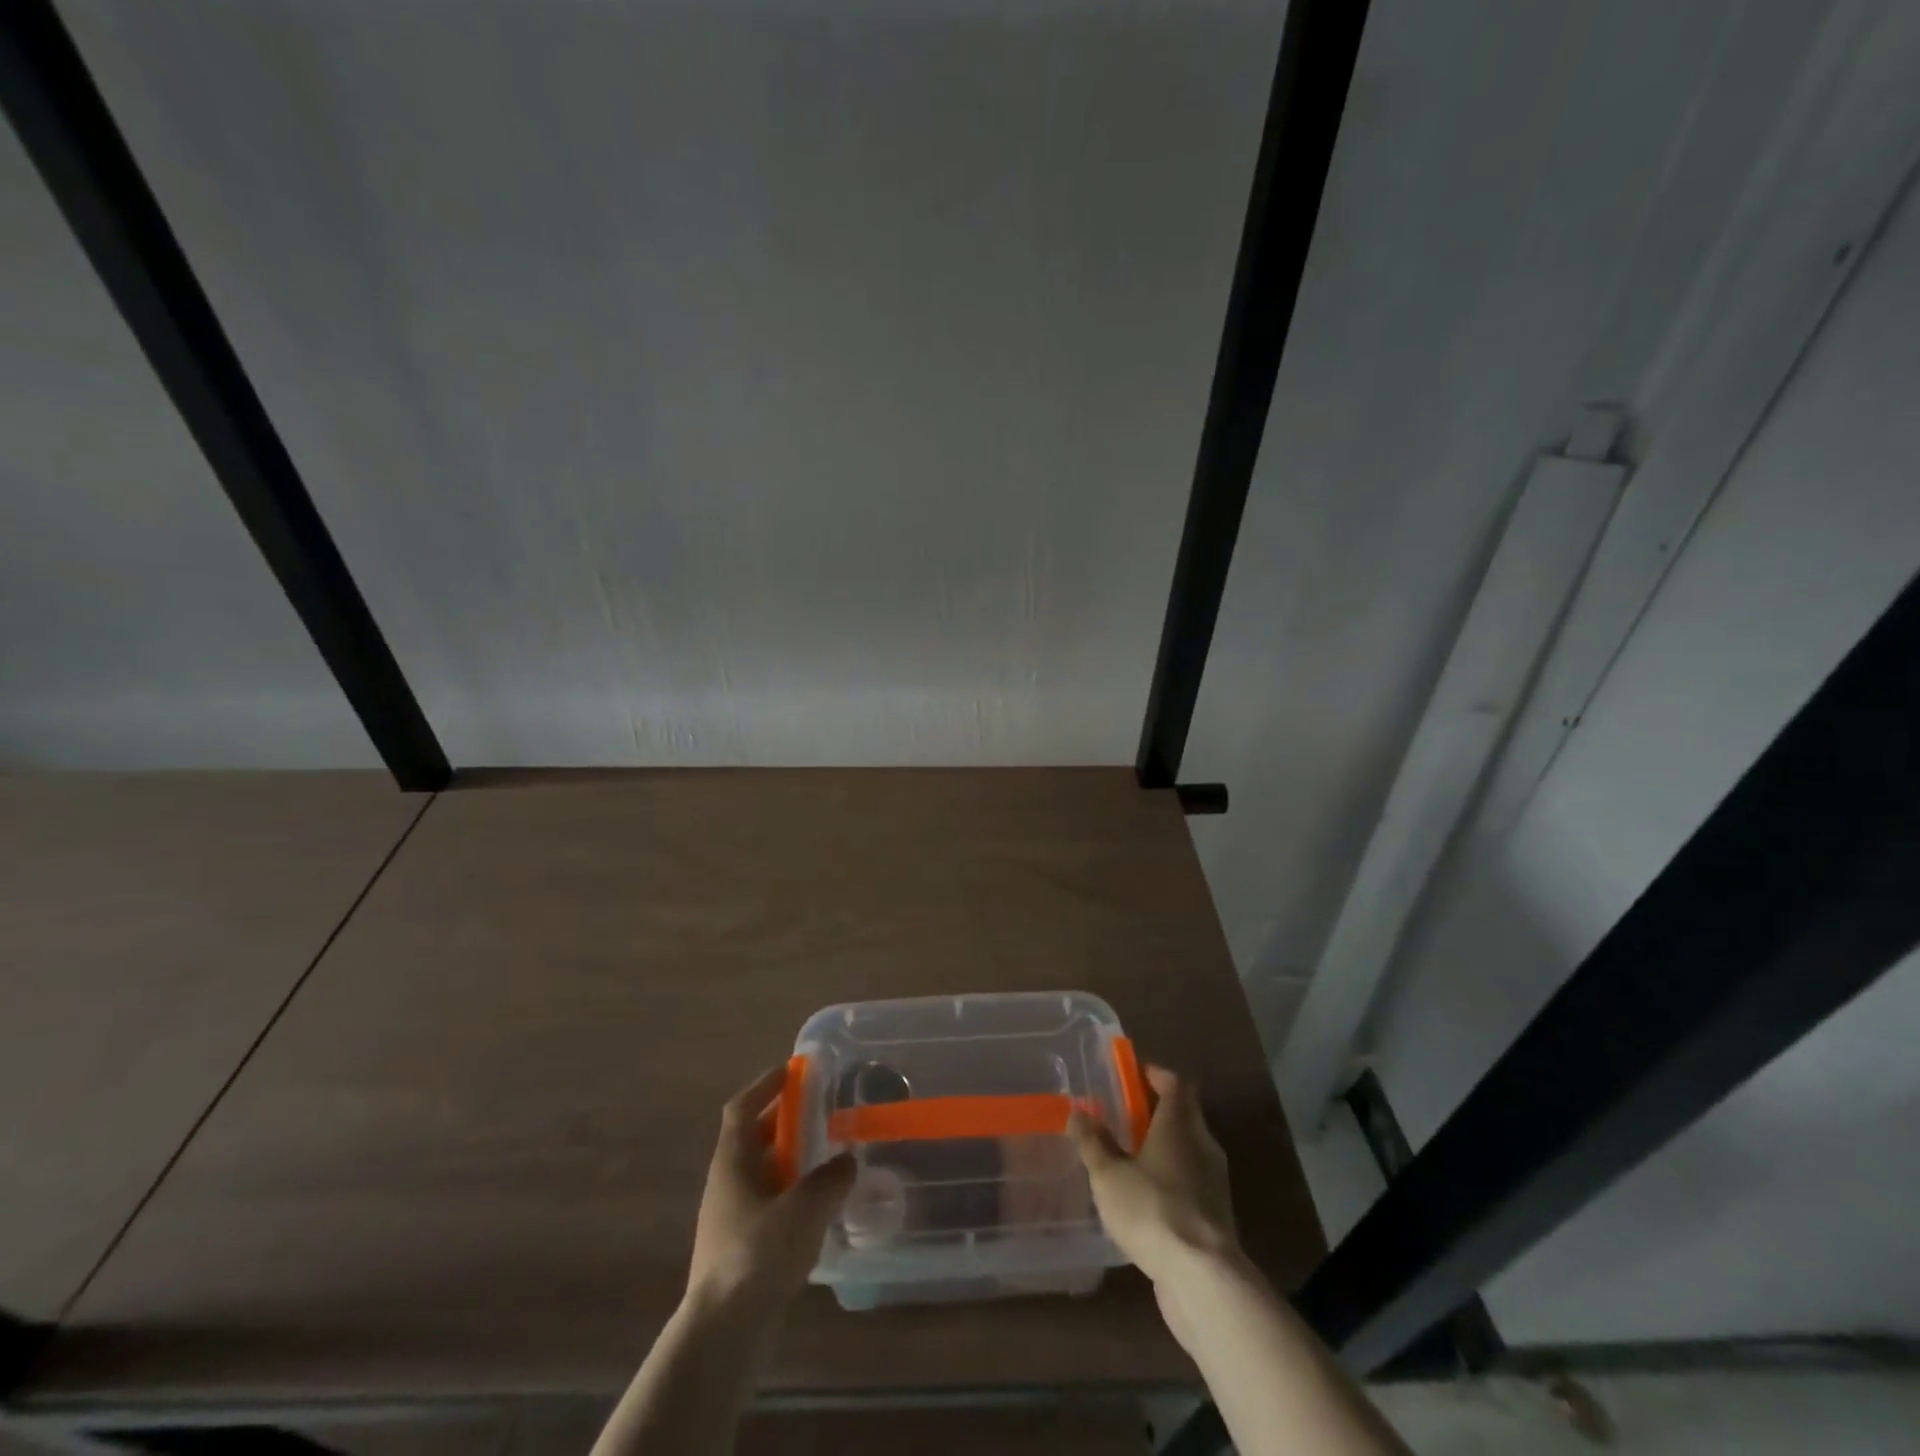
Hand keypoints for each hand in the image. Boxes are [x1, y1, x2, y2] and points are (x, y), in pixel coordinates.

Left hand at [686, 1064, 854, 1316]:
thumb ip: (831, 1179)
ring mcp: (731, 1217)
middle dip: (785, 1120)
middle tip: (821, 1110)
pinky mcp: (740, 1248)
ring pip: (762, 1172)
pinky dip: (791, 1192)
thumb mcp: (804, 1209)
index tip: (791, 1070)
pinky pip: (768, 1203)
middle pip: (754, 1138)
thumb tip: (848, 1160)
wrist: (721, 1334)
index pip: (742, 1108)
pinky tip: (818, 1206)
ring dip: (790, 1158)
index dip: (764, 1085)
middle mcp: (727, 1183)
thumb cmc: (757, 1256)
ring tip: (827, 1155)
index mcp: (732, 1162)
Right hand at [1069, 1065, 1238, 1286]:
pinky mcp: (1217, 1215)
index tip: (1132, 1075)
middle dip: (1157, 1110)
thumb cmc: (1152, 1210)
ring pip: (1189, 1148)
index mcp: (1180, 1124)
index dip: (1155, 1074)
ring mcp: (1215, 1181)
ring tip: (1131, 1157)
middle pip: (1185, 1113)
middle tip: (1125, 1115)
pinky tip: (1148, 1198)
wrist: (1204, 1279)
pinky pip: (1193, 1181)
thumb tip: (1079, 1112)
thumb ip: (1093, 1143)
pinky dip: (1173, 1178)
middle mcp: (1203, 1144)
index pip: (1175, 1083)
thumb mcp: (1109, 1175)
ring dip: (1165, 1146)